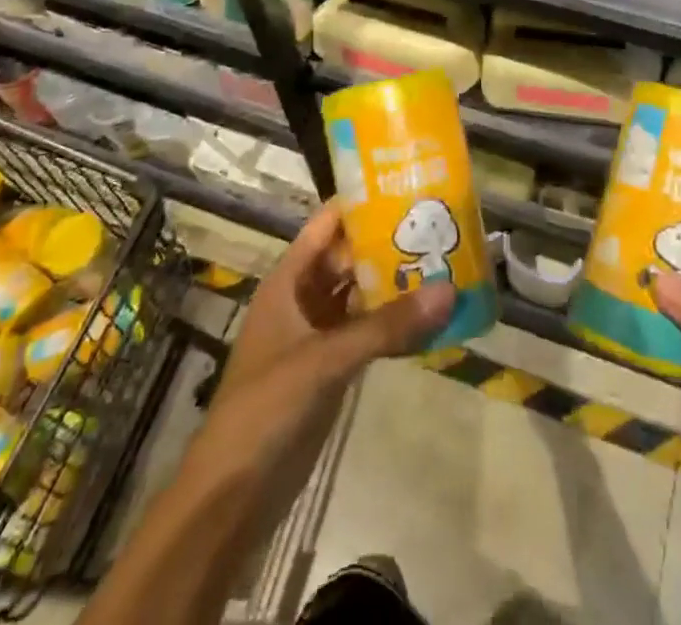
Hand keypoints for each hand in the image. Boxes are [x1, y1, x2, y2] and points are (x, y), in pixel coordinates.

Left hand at [82, 206, 452, 624]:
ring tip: (445, 262)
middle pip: (350, 257)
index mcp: (289, 281)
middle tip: (440, 225)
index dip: (362, 202)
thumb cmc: (265, 408)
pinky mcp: (330, 368)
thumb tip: (448, 290)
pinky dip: (394, 323)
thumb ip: (386, 327)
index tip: (408, 184)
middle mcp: (304, 299)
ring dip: (395, 283)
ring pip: (361, 294)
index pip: (328, 224)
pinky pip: (367, 332)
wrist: (231, 497)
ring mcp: (317, 334)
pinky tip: (430, 318)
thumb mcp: (325, 359)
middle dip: (389, 242)